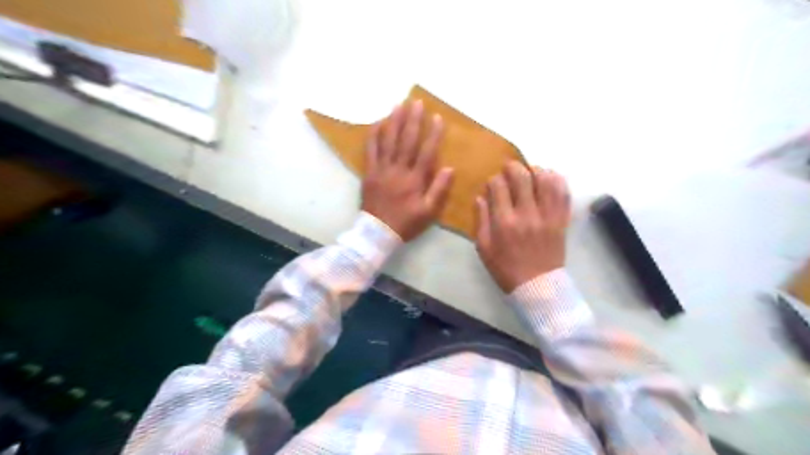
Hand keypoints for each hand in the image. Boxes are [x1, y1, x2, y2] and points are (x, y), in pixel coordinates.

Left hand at [362, 99, 454, 238]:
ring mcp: (381, 170)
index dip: (433, 134)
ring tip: (399, 105)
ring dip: (394, 122)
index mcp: (414, 180)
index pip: (426, 152)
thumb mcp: (428, 212)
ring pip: (388, 142)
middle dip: (413, 120)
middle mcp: (398, 171)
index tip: (438, 117)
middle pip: (406, 141)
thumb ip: (439, 190)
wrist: (377, 232)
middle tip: (417, 102)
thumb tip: (450, 168)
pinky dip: (374, 136)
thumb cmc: (406, 223)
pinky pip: (370, 151)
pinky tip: (377, 123)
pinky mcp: (369, 173)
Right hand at [476, 162, 567, 292]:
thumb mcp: (484, 248)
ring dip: (537, 170)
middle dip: (513, 167)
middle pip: (522, 177)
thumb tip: (480, 197)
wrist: (537, 286)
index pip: (498, 186)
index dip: (494, 180)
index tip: (493, 184)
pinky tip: (550, 178)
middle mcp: (527, 214)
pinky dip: (558, 180)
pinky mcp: (562, 220)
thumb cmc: (506, 268)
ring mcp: (548, 216)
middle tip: (510, 168)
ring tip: (531, 172)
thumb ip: (481, 220)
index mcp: (504, 222)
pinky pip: (564, 193)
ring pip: (547, 180)